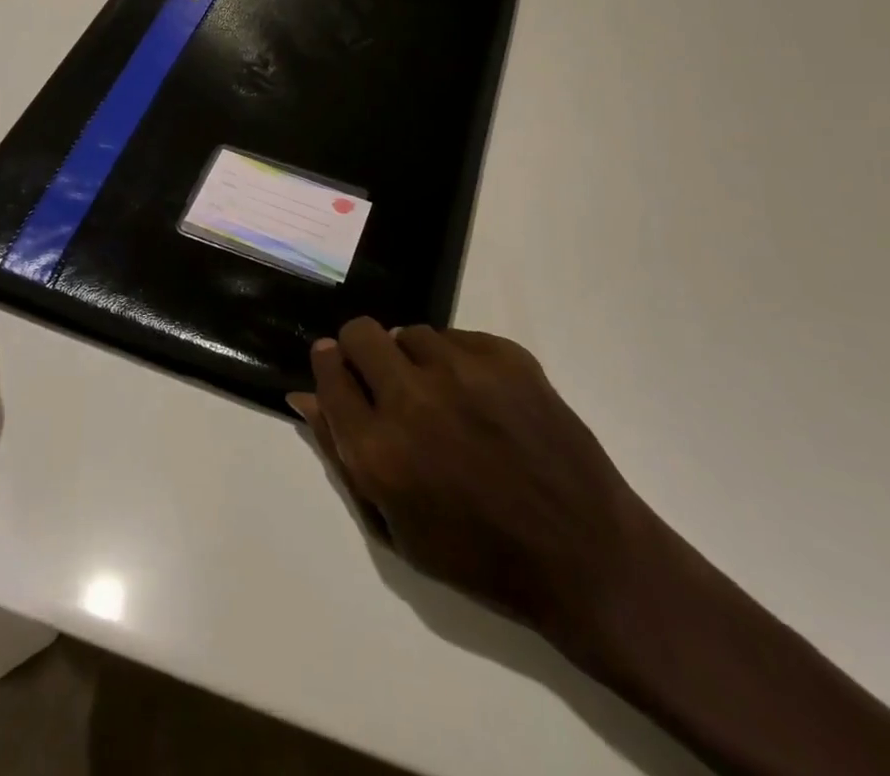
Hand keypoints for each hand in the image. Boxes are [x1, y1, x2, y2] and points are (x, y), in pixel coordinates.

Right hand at [288, 320, 661, 655]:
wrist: (584, 556)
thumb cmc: (479, 557)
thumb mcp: (395, 529)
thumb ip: (341, 456)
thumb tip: (304, 396)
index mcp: (378, 450)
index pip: (328, 372)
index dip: (329, 366)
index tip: (337, 367)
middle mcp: (413, 399)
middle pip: (360, 333)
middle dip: (362, 351)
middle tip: (385, 379)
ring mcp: (463, 371)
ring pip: (411, 332)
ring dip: (414, 358)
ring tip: (442, 396)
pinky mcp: (507, 357)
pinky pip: (459, 336)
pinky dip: (458, 360)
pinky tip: (481, 398)